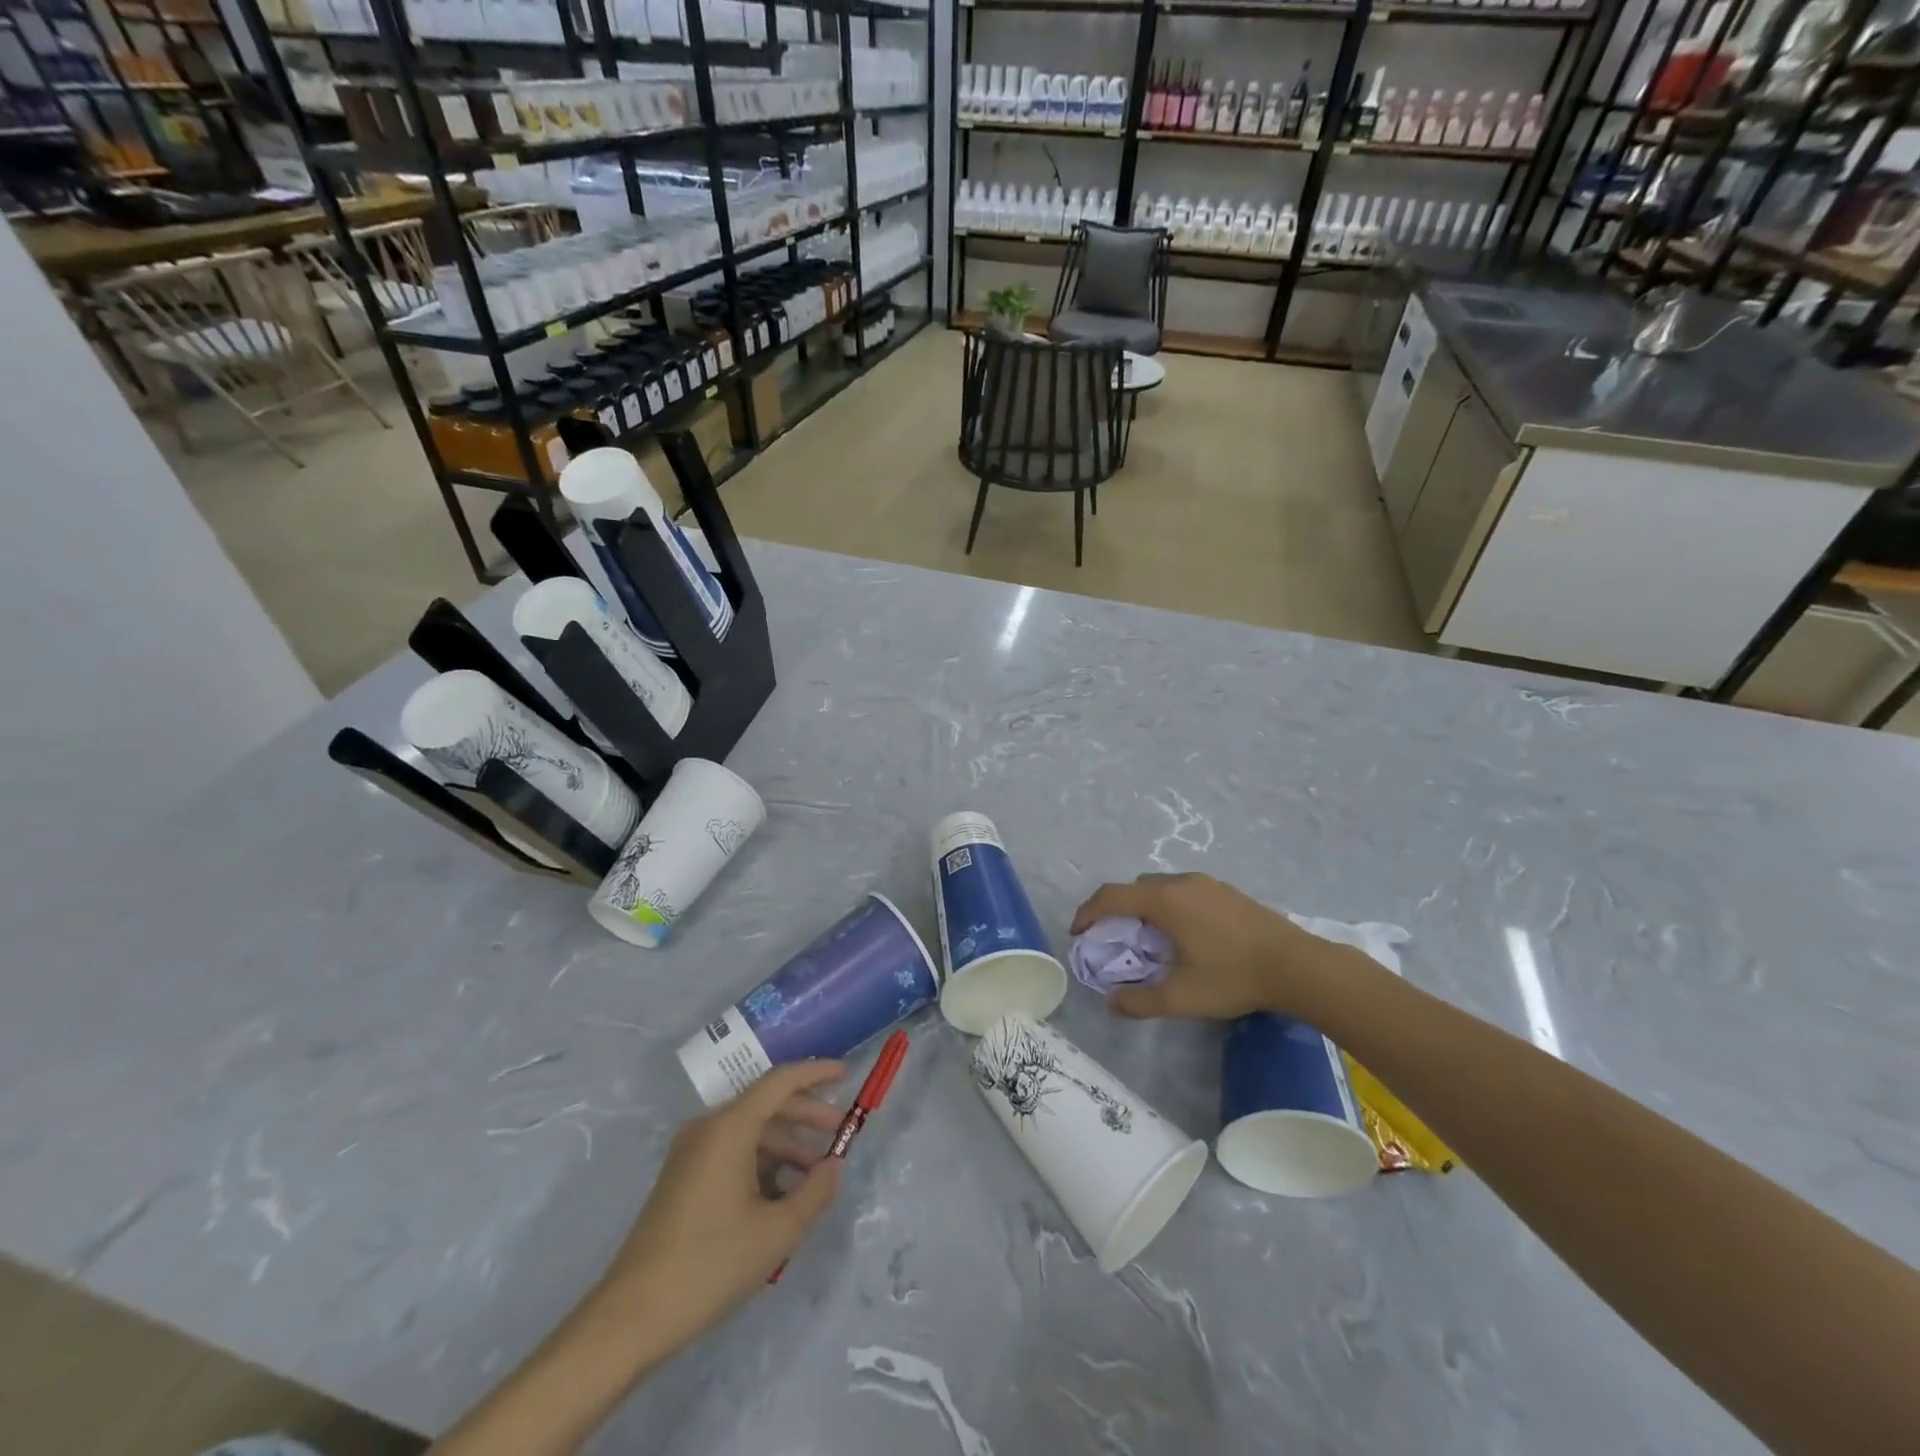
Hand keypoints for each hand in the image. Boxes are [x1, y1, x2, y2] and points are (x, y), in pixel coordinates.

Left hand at [597, 1061, 846, 1355]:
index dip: (816, 1073)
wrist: (630, 1318)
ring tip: (816, 1176)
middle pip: (766, 1104)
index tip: (846, 1075)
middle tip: (841, 1134)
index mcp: (729, 1127)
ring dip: (787, 1145)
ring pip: (750, 1132)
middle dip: (807, 1116)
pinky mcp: (683, 1178)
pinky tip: (783, 1195)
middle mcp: (708, 1128)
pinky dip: (762, 1163)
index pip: (780, 1081)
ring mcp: (691, 1153)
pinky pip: (732, 1153)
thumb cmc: (710, 1265)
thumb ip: (815, 1192)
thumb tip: (835, 1165)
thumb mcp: (776, 1232)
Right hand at [1071, 872, 1354, 1020]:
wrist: (1297, 965)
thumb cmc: (1233, 977)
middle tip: (1115, 939)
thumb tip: (1112, 1002)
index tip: (1078, 933)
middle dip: (1117, 909)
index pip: (1111, 896)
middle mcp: (1180, 883)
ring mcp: (1207, 883)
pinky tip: (1187, 935)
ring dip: (1145, 906)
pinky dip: (1170, 906)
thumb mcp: (1182, 997)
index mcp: (1163, 901)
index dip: (1087, 912)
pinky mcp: (1227, 891)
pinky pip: (1184, 890)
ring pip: (1161, 887)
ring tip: (1151, 939)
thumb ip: (1140, 1001)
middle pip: (1134, 888)